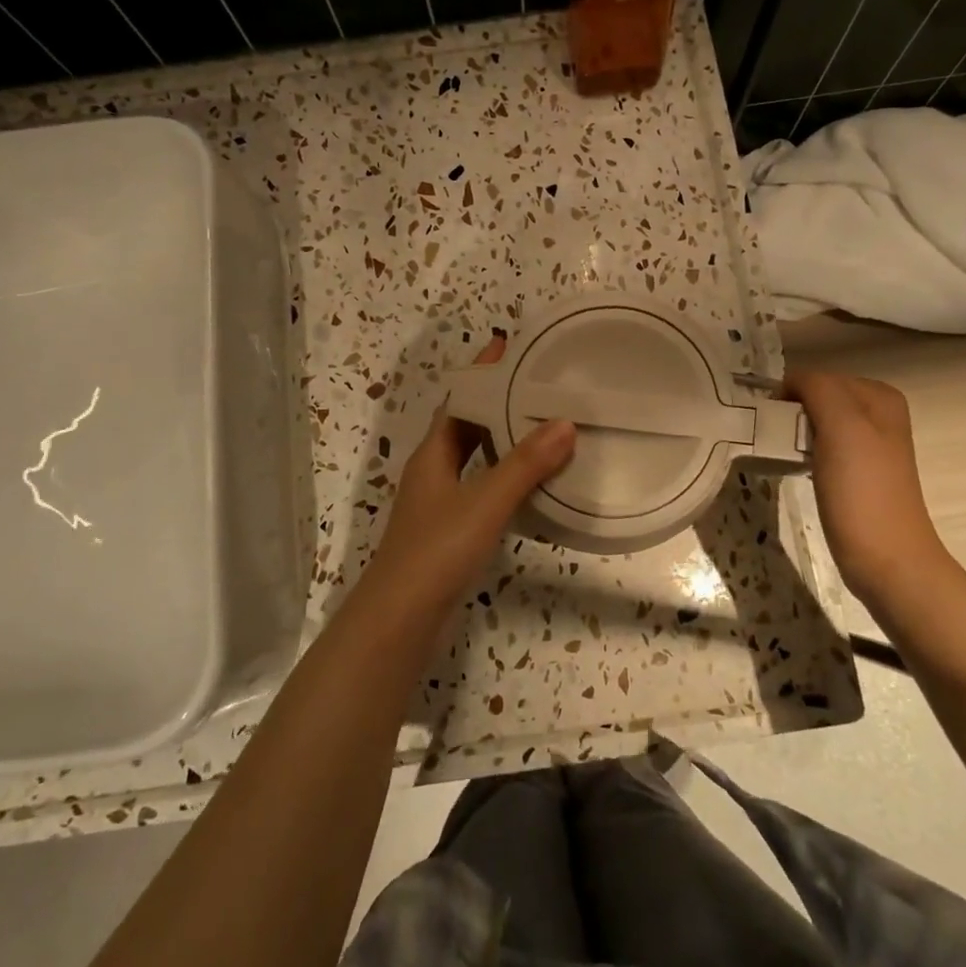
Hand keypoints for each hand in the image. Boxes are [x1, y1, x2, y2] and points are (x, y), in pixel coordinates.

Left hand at [360, 336, 576, 604]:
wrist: (401, 619)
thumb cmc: (437, 550)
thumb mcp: (484, 501)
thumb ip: (524, 464)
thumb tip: (565, 421)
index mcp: (433, 454)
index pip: (460, 399)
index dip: (483, 373)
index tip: (511, 346)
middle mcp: (434, 471)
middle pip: (467, 426)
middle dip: (499, 403)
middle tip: (541, 384)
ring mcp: (440, 503)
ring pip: (476, 458)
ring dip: (504, 440)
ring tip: (546, 426)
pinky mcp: (450, 531)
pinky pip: (483, 488)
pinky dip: (506, 477)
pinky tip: (533, 483)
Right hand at [785, 371, 948, 595]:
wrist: (887, 559)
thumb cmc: (862, 491)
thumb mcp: (843, 427)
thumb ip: (819, 389)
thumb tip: (791, 382)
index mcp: (879, 396)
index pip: (817, 376)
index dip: (789, 394)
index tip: (769, 421)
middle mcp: (878, 414)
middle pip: (817, 397)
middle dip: (792, 412)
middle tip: (772, 437)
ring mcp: (868, 445)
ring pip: (817, 422)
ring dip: (795, 432)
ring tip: (779, 451)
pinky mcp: (856, 472)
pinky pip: (820, 446)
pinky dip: (803, 451)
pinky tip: (796, 467)